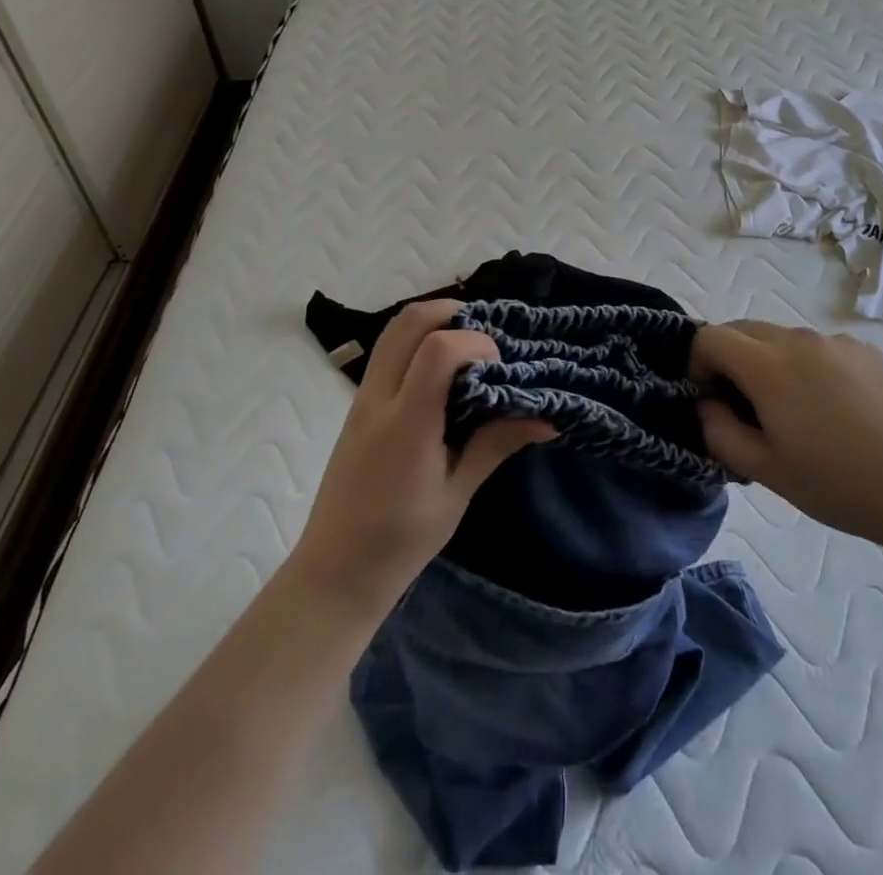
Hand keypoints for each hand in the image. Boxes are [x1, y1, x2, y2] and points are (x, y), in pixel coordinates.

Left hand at [288, 300, 554, 619]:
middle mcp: (379, 399)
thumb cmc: (401, 541)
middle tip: (485, 336)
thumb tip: (547, 418)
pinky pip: (386, 352)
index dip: (476, 342)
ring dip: (432, 323)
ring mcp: (362, 398)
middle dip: (453, 312)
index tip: (499, 365)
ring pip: (393, 330)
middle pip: (409, 322)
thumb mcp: (457, 493)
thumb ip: (496, 444)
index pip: (438, 349)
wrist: (335, 571)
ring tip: (466, 347)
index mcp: (407, 424)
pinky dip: (416, 341)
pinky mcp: (357, 405)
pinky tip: (442, 371)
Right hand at [694, 321, 882, 555]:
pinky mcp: (868, 351)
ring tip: (796, 415)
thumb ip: (720, 433)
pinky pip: (819, 348)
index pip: (709, 337)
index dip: (697, 364)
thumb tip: (708, 405)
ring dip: (769, 363)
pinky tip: (837, 413)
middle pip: (743, 329)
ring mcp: (837, 342)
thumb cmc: (841, 484)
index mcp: (767, 365)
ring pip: (782, 338)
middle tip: (745, 408)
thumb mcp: (767, 471)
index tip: (711, 400)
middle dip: (729, 360)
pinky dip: (807, 367)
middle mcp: (798, 339)